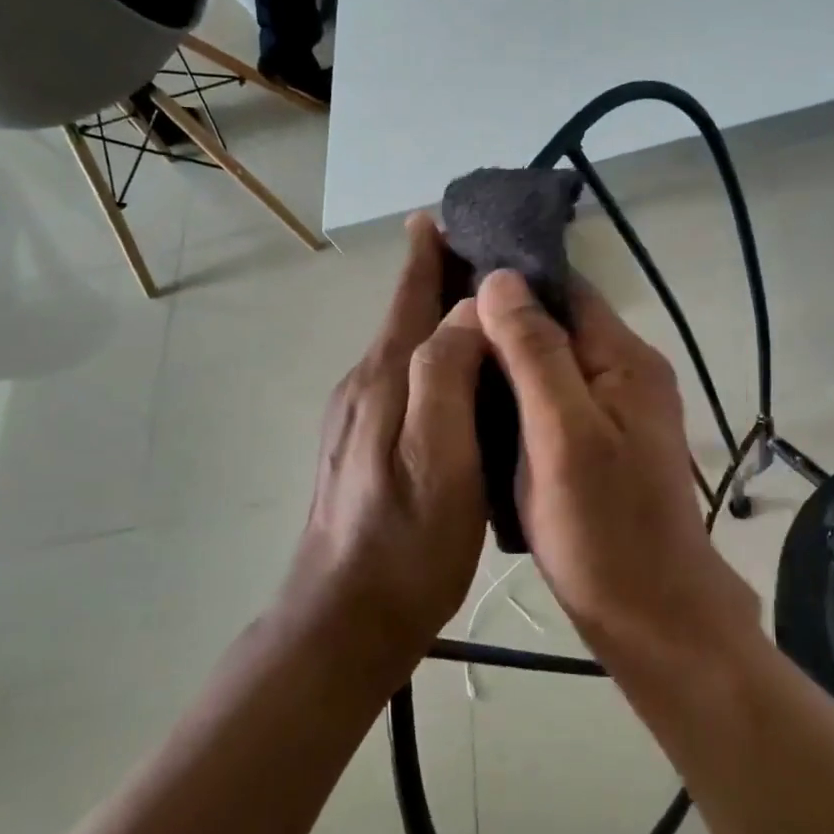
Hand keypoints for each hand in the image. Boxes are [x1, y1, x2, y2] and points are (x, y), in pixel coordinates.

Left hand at [292, 213, 490, 667]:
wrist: (345, 620)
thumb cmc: (407, 544)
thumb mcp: (441, 459)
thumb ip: (449, 375)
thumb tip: (468, 307)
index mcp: (385, 378)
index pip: (409, 293)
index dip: (429, 251)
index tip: (450, 212)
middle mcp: (364, 384)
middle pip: (406, 313)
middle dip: (438, 276)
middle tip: (487, 253)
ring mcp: (357, 416)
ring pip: (405, 346)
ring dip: (437, 315)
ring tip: (482, 304)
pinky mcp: (361, 444)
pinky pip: (403, 378)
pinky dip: (432, 355)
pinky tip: (457, 372)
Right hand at [475, 270, 757, 657]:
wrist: (651, 616)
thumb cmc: (603, 528)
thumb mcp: (561, 435)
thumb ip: (534, 354)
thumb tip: (500, 279)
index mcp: (625, 360)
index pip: (566, 289)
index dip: (512, 279)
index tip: (451, 279)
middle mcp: (628, 373)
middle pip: (560, 324)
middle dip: (504, 322)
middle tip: (440, 330)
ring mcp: (619, 409)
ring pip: (554, 363)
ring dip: (509, 360)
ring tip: (451, 363)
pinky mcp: (605, 442)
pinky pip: (556, 399)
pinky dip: (521, 396)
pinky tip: (484, 407)